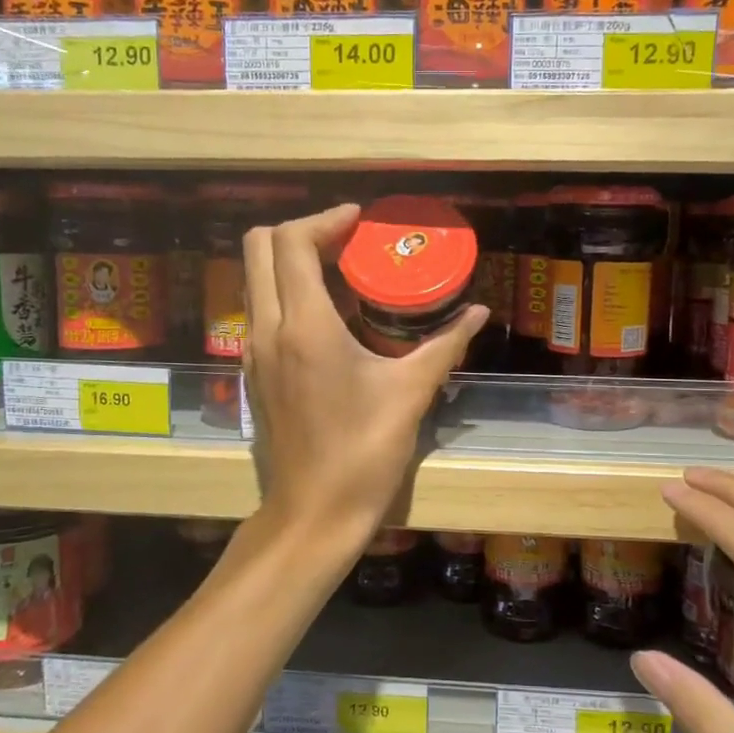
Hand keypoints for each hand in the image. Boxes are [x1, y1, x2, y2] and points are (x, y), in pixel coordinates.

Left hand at [242, 204, 487, 551]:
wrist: (313, 512)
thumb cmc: (364, 451)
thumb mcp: (412, 392)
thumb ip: (445, 343)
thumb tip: (479, 313)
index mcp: (305, 326)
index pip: (292, 243)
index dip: (325, 219)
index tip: (359, 221)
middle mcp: (268, 329)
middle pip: (258, 247)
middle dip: (301, 231)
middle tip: (346, 241)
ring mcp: (254, 352)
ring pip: (255, 278)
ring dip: (290, 261)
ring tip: (340, 272)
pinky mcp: (254, 373)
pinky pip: (260, 309)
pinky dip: (285, 292)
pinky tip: (328, 316)